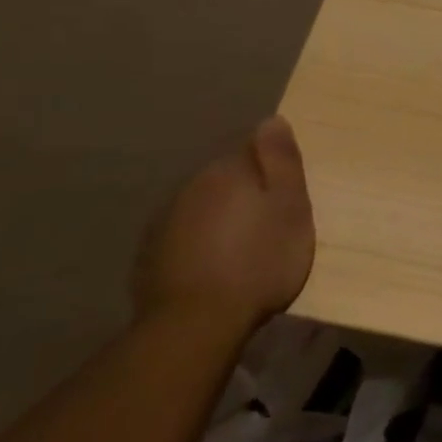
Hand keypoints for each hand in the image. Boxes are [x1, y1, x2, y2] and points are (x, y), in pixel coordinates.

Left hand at [134, 116, 314, 330]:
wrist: (197, 322)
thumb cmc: (260, 260)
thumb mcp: (290, 207)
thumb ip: (282, 162)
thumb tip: (272, 119)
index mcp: (227, 171)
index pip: (252, 147)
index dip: (274, 165)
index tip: (289, 189)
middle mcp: (190, 186)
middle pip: (226, 176)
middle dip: (247, 190)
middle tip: (273, 219)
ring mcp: (165, 221)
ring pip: (203, 205)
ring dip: (223, 216)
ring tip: (245, 245)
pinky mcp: (151, 255)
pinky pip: (185, 235)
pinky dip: (201, 242)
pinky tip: (216, 264)